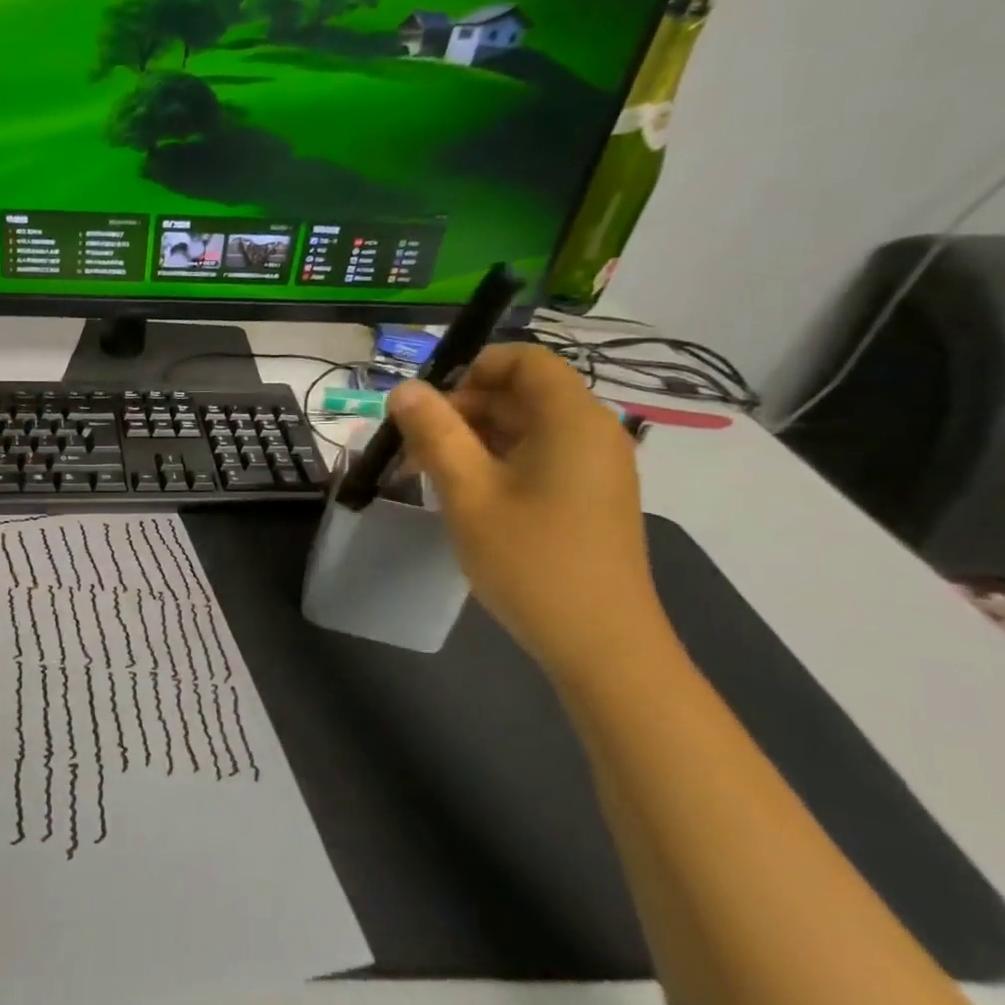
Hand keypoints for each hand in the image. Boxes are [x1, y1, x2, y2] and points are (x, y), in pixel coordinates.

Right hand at [387, 345, 667, 679]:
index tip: (426, 408)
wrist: (600, 645)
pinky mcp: (588, 498)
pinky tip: (464, 498)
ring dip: (472, 441)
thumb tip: (403, 388)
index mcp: (572, 419)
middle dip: (461, 411)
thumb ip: (434, 433)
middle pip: (521, 394)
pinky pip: (537, 459)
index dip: (470, 370)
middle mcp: (591, 432)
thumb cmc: (531, 560)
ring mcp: (594, 468)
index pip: (524, 360)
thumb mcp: (468, 493)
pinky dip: (496, 464)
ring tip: (428, 476)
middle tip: (412, 449)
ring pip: (524, 429)